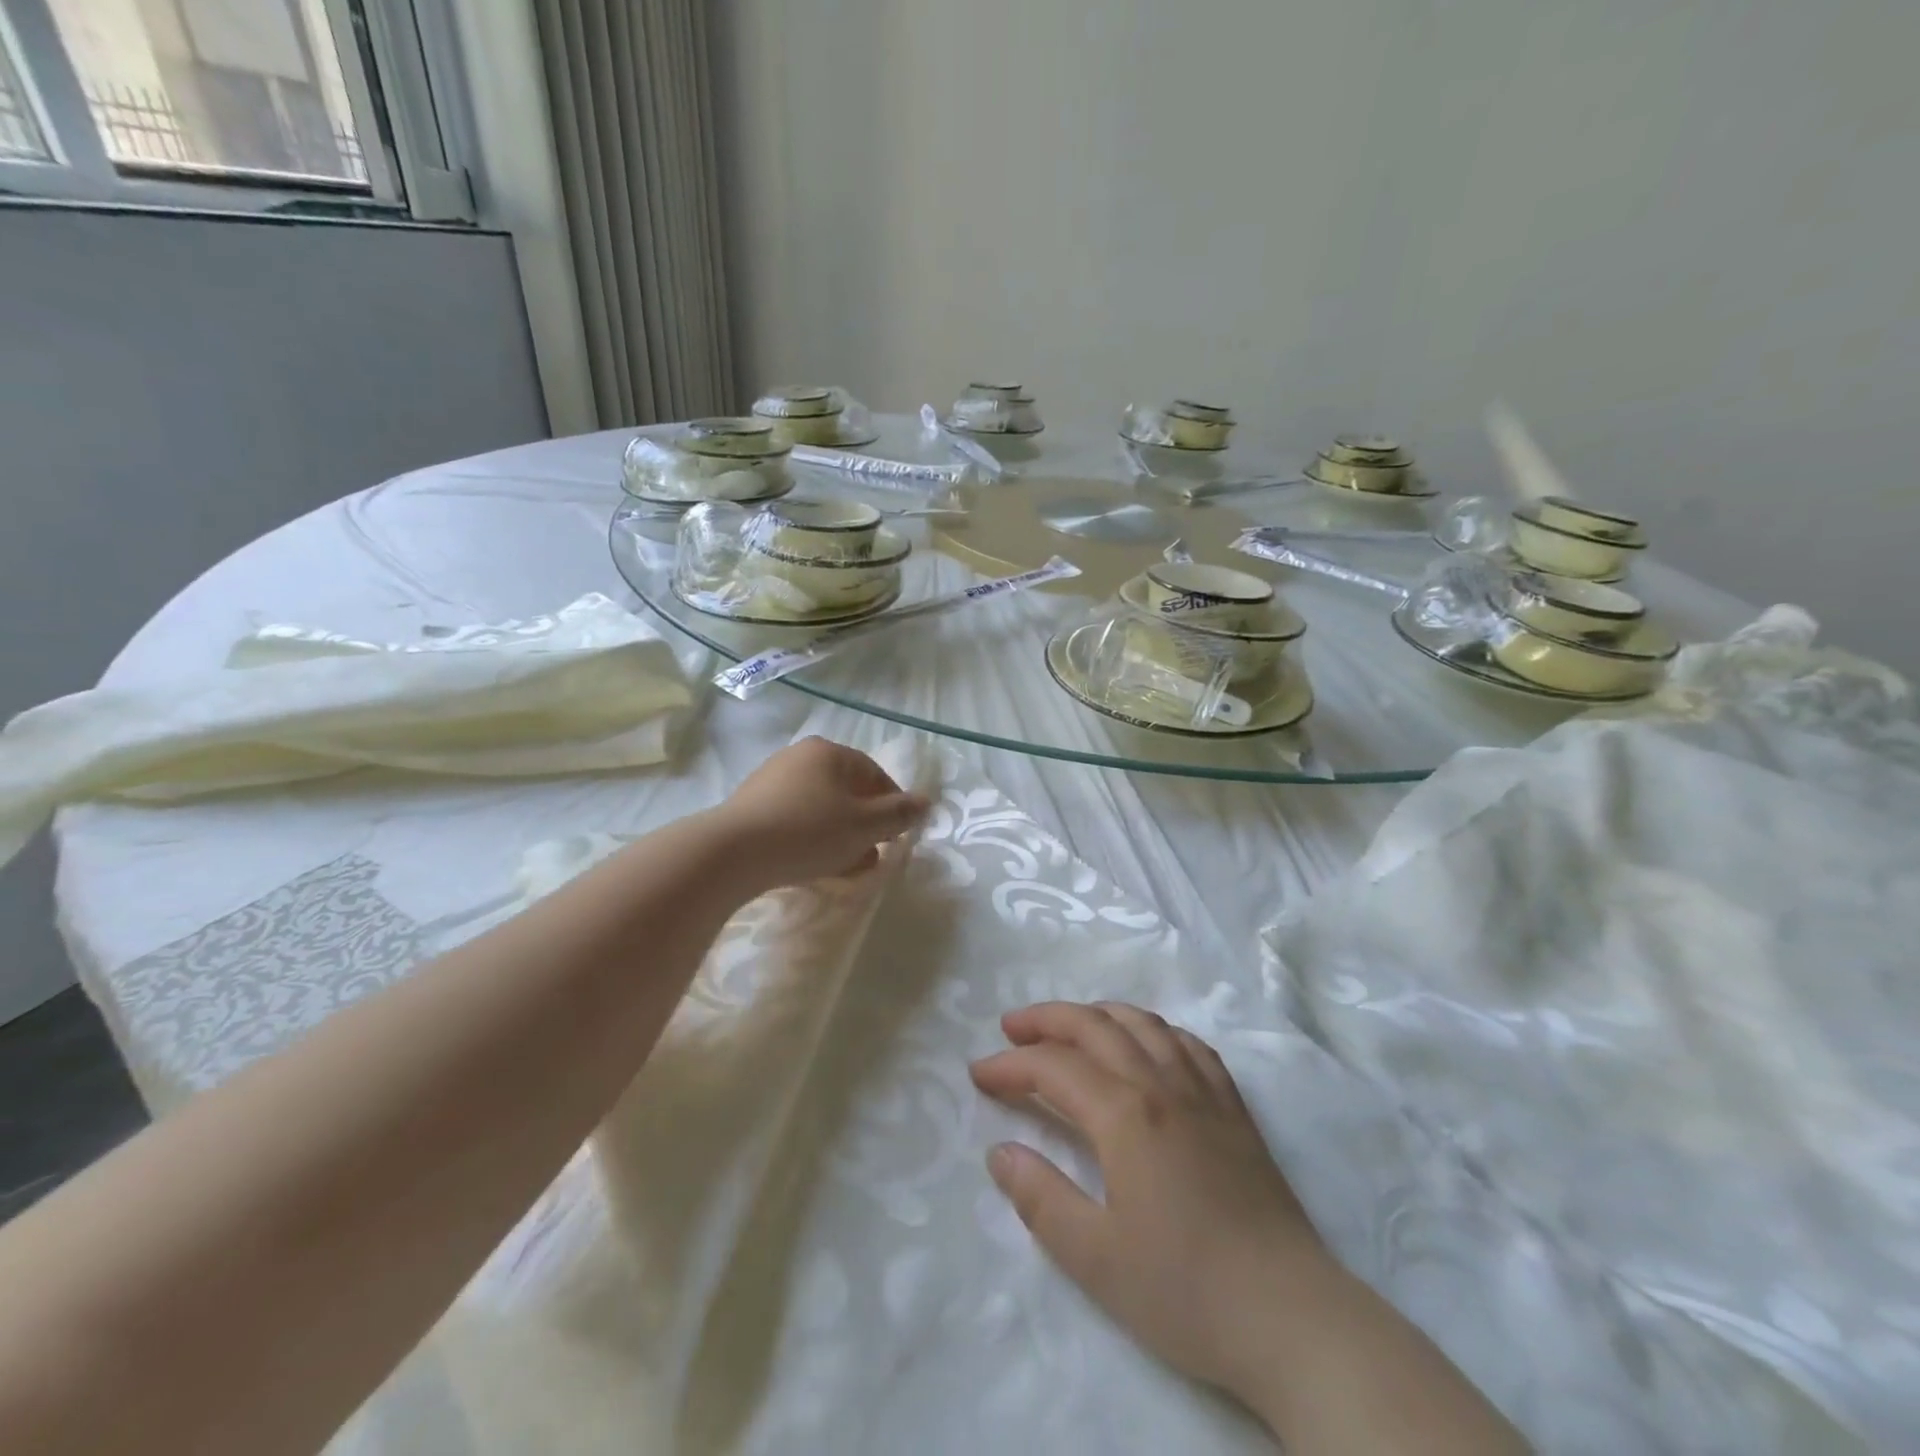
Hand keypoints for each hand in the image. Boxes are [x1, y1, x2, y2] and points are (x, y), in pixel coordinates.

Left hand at [718, 737, 929, 888]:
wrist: (732, 853)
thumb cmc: (809, 831)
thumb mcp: (865, 825)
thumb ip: (900, 813)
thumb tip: (927, 801)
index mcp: (829, 752)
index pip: (874, 774)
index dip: (892, 806)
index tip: (897, 837)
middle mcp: (800, 757)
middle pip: (847, 792)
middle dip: (864, 826)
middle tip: (872, 857)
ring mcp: (771, 780)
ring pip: (821, 809)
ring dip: (840, 837)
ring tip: (846, 869)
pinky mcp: (752, 807)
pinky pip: (794, 820)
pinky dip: (811, 840)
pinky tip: (813, 867)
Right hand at [970, 1002, 1326, 1398]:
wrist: (1292, 1318)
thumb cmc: (1185, 1291)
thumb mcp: (1095, 1258)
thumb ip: (1040, 1198)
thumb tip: (1000, 1152)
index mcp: (1125, 1114)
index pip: (1054, 1068)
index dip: (1011, 1065)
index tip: (979, 1074)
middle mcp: (1162, 1084)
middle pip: (1095, 1025)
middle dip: (1047, 1019)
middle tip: (1012, 1027)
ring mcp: (1203, 1091)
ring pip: (1143, 1023)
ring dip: (1097, 1014)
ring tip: (1070, 1025)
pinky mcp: (1234, 1108)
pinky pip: (1188, 1044)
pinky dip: (1154, 1029)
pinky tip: (1146, 1044)